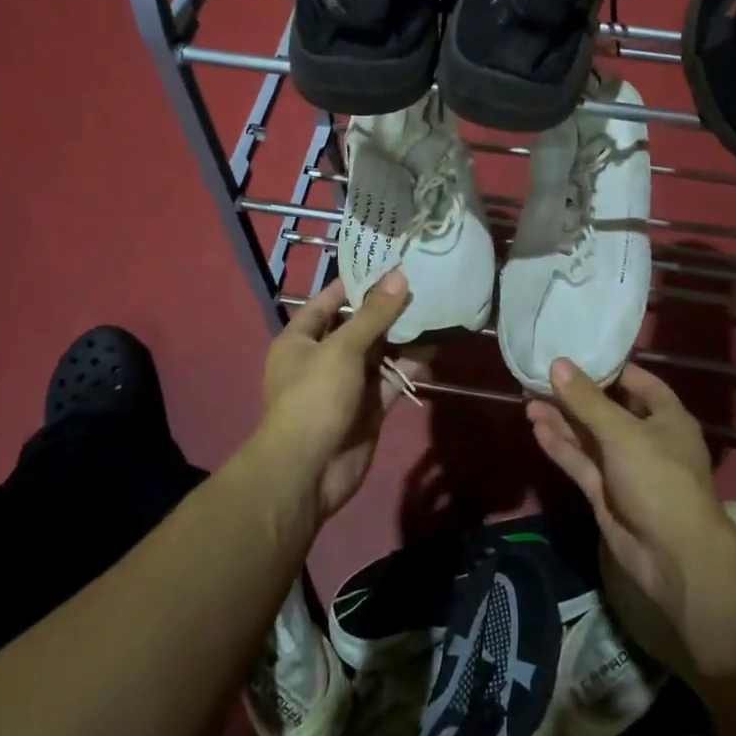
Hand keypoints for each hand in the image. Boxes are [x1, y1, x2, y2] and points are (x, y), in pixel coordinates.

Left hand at [255, 273, 423, 522]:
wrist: (308, 470)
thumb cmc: (314, 397)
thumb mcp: (342, 348)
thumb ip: (373, 315)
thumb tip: (399, 277)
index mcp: (301, 339)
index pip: (329, 301)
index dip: (357, 283)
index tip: (389, 264)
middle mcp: (322, 357)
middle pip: (358, 326)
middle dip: (387, 310)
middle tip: (422, 285)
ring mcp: (346, 384)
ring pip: (378, 354)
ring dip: (403, 338)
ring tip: (434, 312)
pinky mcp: (367, 408)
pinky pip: (390, 380)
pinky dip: (408, 368)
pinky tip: (433, 351)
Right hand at [529, 359, 735, 678]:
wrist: (674, 558)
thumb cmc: (659, 480)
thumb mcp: (623, 433)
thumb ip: (587, 400)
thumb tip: (558, 363)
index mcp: (665, 417)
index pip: (636, 382)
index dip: (607, 368)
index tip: (574, 354)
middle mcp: (646, 438)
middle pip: (606, 409)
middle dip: (575, 396)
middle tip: (539, 377)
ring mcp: (624, 468)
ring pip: (589, 437)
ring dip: (562, 420)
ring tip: (527, 398)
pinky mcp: (606, 494)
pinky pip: (581, 462)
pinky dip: (561, 446)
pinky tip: (536, 427)